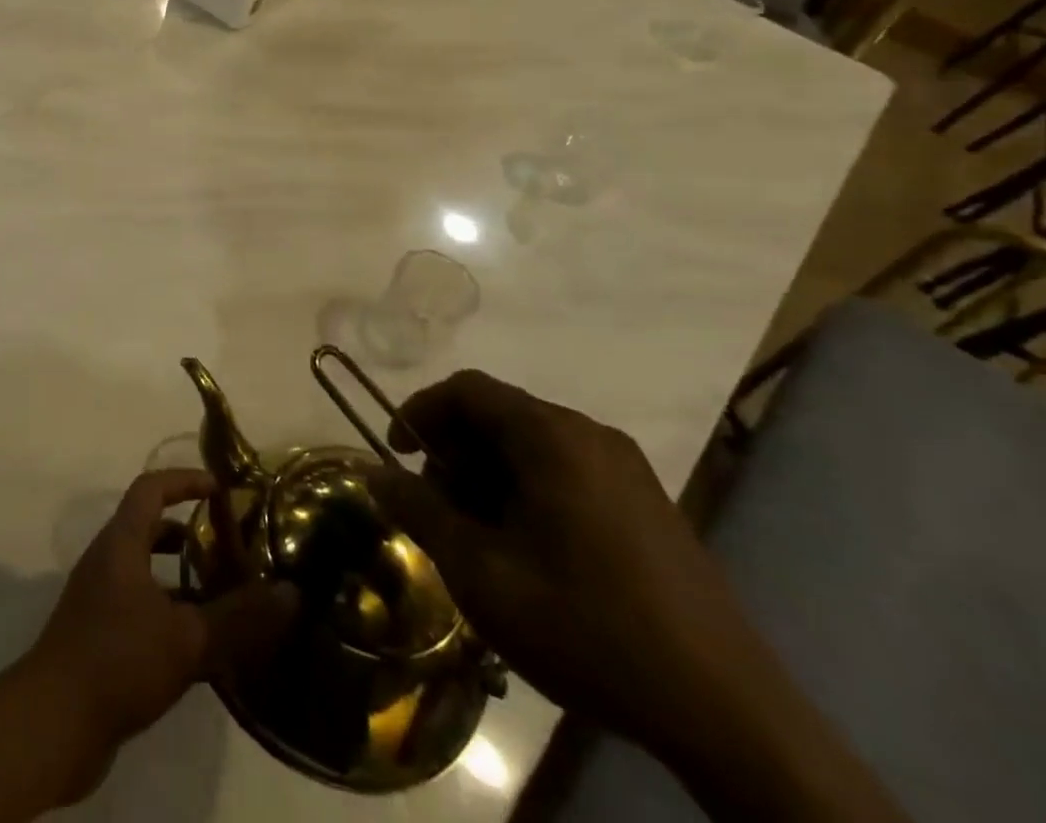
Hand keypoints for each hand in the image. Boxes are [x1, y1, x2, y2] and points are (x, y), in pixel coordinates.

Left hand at [26, 470, 296, 786]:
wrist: (52, 724)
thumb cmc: (117, 660)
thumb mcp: (187, 639)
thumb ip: (239, 618)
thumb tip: (292, 593)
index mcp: (121, 543)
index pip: (151, 488)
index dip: (184, 480)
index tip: (220, 488)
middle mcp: (107, 560)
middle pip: (148, 527)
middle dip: (187, 530)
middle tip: (228, 545)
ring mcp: (98, 598)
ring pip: (145, 569)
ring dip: (180, 575)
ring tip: (222, 594)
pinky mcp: (98, 634)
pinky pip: (139, 604)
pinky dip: (168, 609)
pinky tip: (198, 644)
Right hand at [375, 371, 757, 753]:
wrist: (730, 715)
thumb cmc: (588, 627)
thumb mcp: (482, 574)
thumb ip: (420, 512)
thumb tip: (374, 473)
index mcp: (552, 437)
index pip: (467, 389)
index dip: (420, 411)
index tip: (397, 454)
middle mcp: (590, 435)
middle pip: (498, 415)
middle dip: (454, 454)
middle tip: (439, 511)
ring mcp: (626, 469)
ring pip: (532, 446)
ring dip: (489, 477)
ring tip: (480, 540)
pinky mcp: (648, 504)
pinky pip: (567, 472)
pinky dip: (528, 492)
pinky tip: (529, 553)